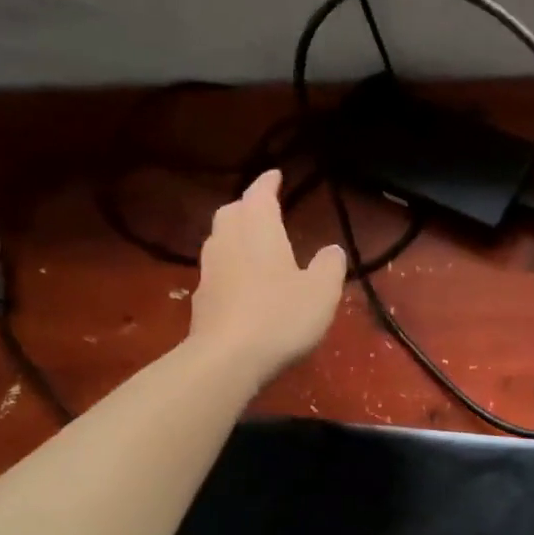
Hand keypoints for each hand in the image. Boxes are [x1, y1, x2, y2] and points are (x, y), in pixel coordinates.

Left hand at [188, 170, 346, 381]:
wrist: (227, 359)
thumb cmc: (280, 316)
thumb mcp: (321, 291)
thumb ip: (329, 266)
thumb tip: (332, 249)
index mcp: (258, 229)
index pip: (260, 194)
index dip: (268, 183)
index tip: (275, 174)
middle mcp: (228, 241)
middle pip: (232, 212)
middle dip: (247, 205)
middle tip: (263, 208)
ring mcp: (210, 270)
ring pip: (220, 240)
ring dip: (235, 234)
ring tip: (253, 242)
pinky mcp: (201, 299)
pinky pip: (217, 269)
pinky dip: (230, 265)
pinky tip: (242, 282)